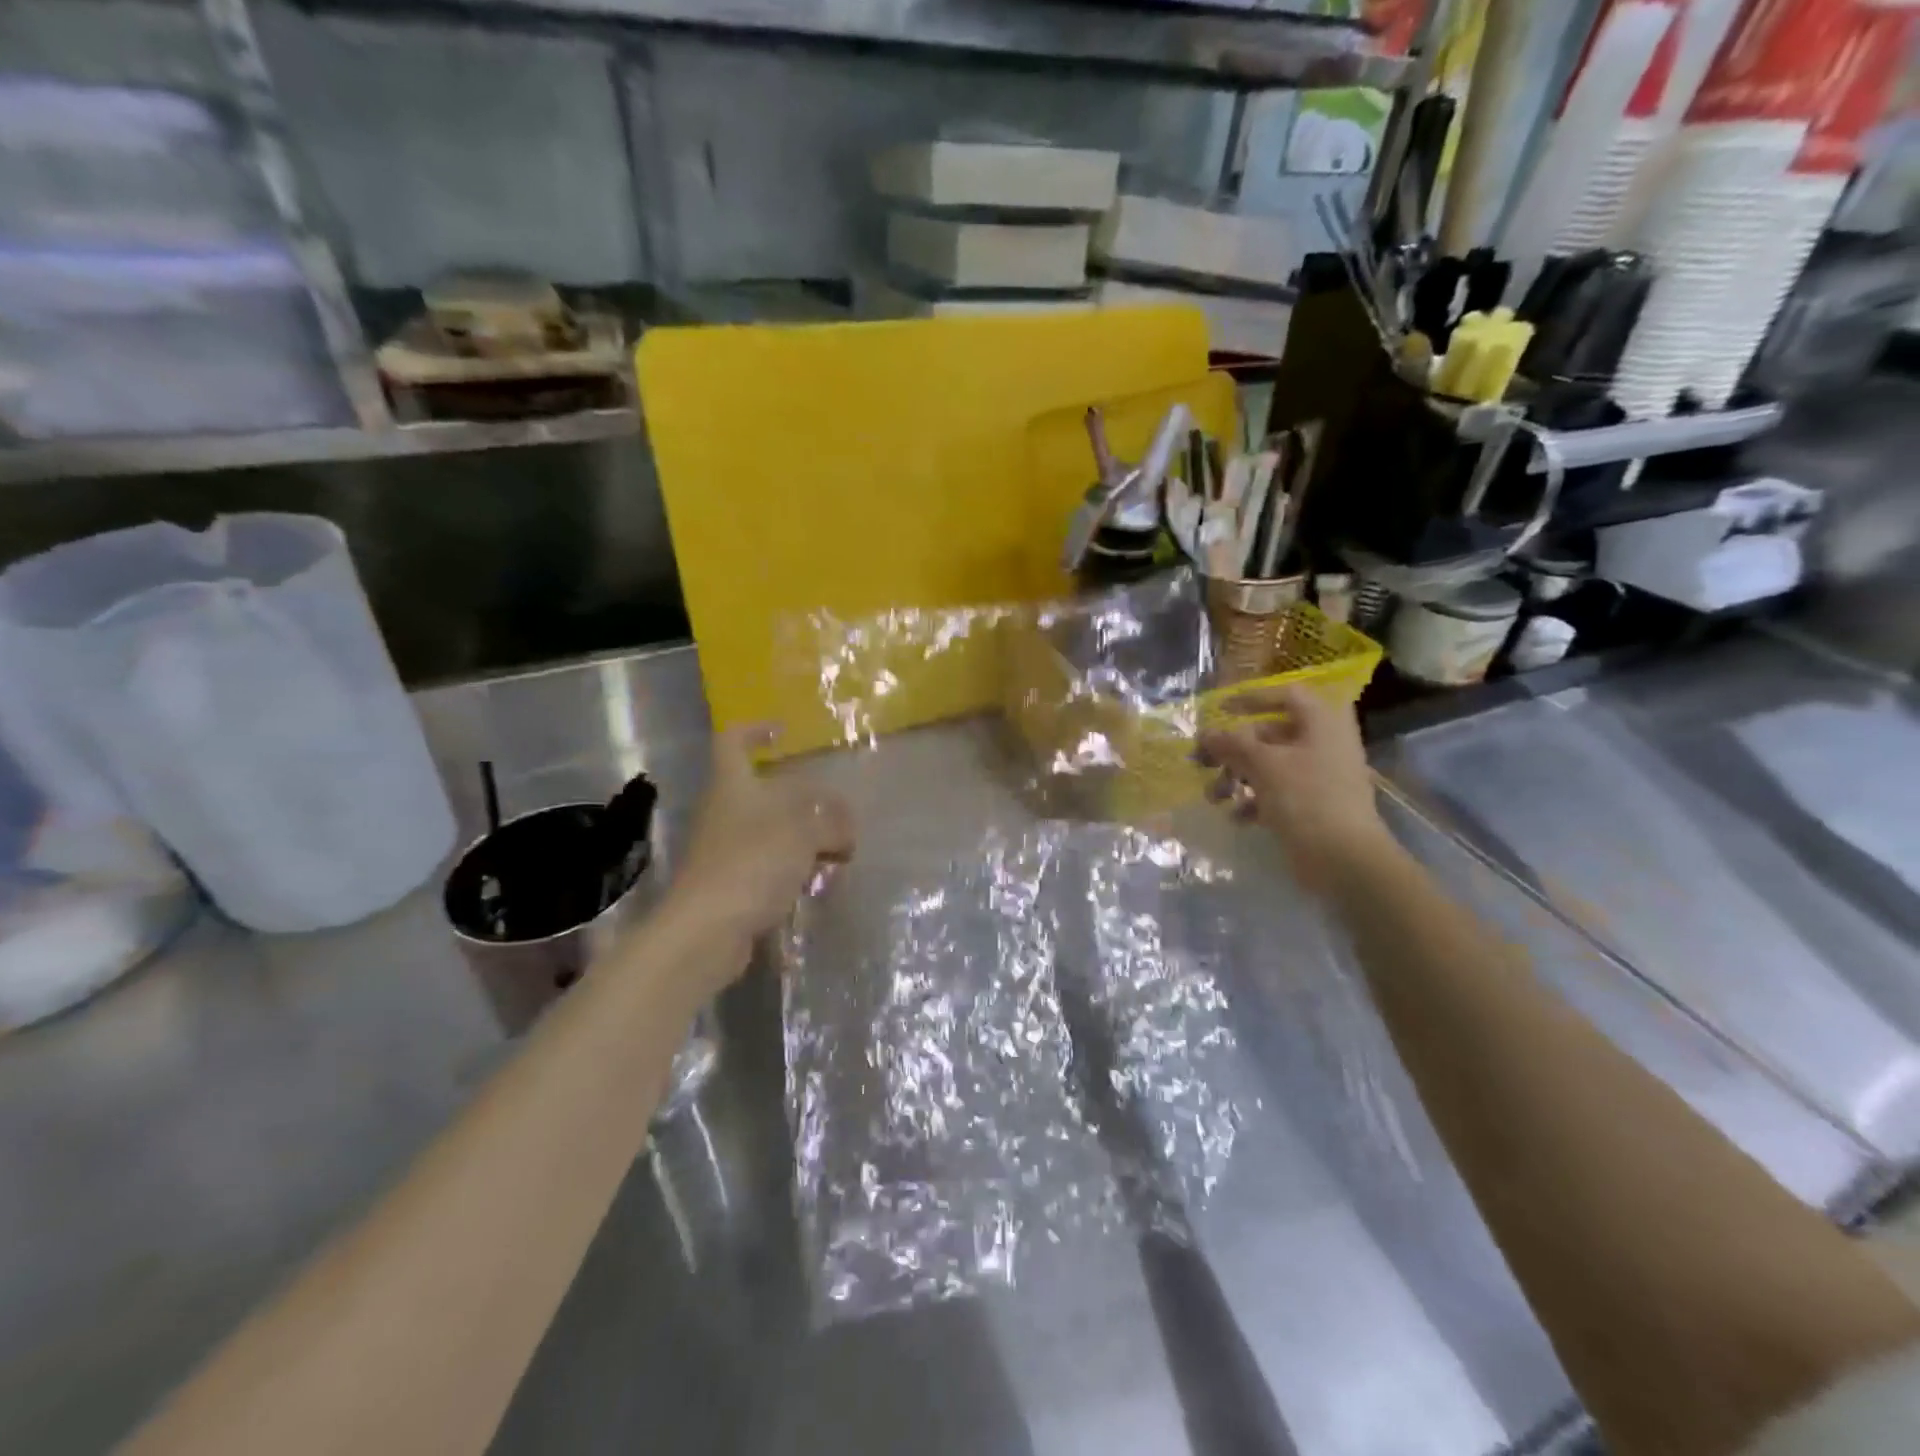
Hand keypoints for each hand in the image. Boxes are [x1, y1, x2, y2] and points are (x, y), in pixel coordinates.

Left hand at [671, 724, 853, 960]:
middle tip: (839, 816)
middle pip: (766, 793)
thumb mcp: (803, 834)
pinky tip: (818, 885)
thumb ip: (830, 825)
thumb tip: (845, 832)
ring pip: (772, 832)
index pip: (733, 742)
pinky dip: (794, 871)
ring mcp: (726, 850)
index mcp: (734, 785)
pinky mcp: (731, 884)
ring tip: (839, 856)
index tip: (783, 732)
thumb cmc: (752, 864)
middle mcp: (725, 812)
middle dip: (805, 802)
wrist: (706, 930)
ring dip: (805, 840)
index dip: (755, 730)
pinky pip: (769, 867)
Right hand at [1195, 685, 1391, 893]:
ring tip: (1214, 796)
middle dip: (1234, 749)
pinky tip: (1237, 817)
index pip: (1286, 695)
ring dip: (1238, 777)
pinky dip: (1255, 801)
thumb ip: (1231, 744)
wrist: (1344, 858)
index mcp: (1323, 722)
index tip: (1220, 710)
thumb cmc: (1305, 798)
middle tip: (1203, 761)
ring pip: (1271, 765)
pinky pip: (1278, 792)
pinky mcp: (1314, 805)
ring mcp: (1321, 776)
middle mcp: (1325, 743)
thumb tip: (1205, 733)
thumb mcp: (1263, 765)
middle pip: (1271, 733)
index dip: (1252, 699)